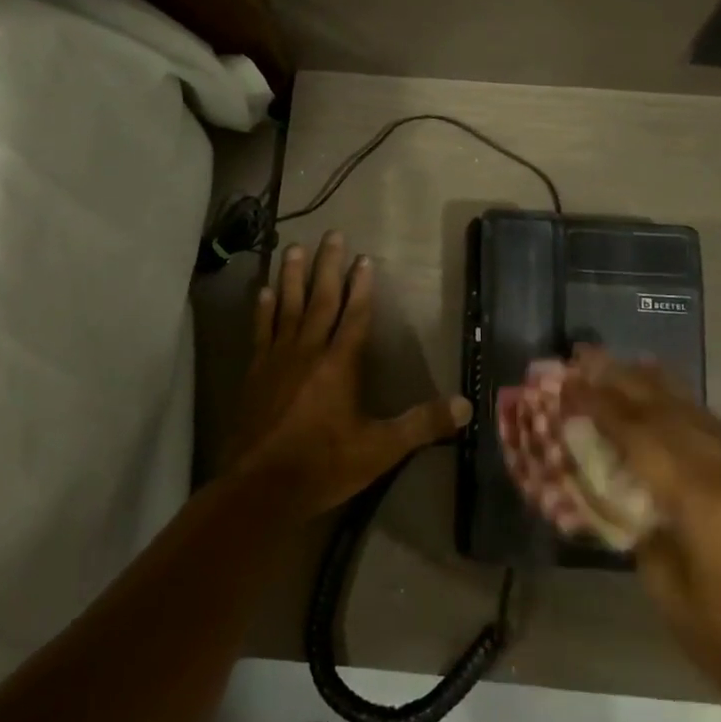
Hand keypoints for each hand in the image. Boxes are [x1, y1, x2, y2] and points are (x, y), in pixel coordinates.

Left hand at [232, 234, 469, 516]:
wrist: (260, 487)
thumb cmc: (324, 465)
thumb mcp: (380, 449)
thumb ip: (421, 424)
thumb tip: (465, 405)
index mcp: (340, 364)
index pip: (356, 315)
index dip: (362, 286)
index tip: (364, 258)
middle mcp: (309, 350)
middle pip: (321, 300)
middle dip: (329, 266)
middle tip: (331, 234)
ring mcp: (278, 358)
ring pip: (288, 307)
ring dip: (293, 276)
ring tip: (295, 248)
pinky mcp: (255, 372)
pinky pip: (262, 330)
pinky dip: (263, 309)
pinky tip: (264, 291)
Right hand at [562, 350, 720, 721]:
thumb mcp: (664, 583)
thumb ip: (642, 517)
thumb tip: (623, 476)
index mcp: (709, 506)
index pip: (643, 437)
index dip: (603, 405)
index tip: (571, 382)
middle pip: (676, 414)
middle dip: (628, 382)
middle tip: (592, 355)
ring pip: (709, 420)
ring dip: (665, 393)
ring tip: (630, 366)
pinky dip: (701, 423)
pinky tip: (679, 409)